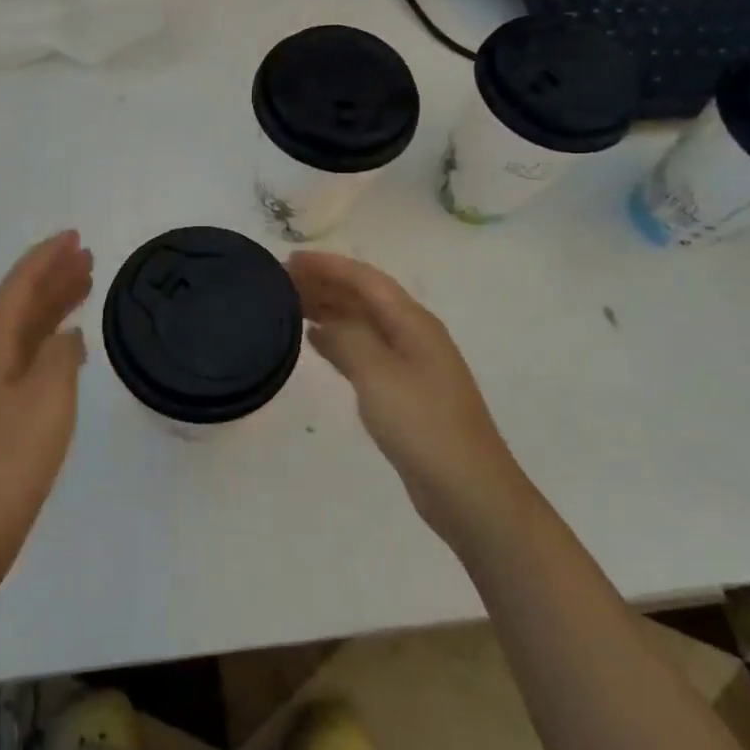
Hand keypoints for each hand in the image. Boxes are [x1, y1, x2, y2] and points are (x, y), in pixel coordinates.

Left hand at [0, 232, 93, 571]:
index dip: (45, 258)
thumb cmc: (14, 457)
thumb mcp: (49, 397)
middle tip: (87, 256)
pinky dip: (49, 340)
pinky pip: (25, 357)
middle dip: (52, 277)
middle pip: (19, 304)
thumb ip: (62, 354)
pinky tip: (70, 345)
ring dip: (52, 305)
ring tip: (85, 286)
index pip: (18, 287)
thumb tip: (66, 336)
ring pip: (23, 331)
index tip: (74, 236)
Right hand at [289, 251, 521, 547]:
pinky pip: (365, 350)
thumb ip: (347, 339)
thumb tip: (322, 322)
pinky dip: (339, 340)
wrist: (467, 489)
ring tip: (291, 303)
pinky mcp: (404, 391)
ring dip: (330, 309)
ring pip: (363, 323)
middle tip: (282, 280)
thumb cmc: (422, 424)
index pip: (365, 279)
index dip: (328, 266)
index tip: (290, 260)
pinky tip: (316, 341)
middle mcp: (413, 334)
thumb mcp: (378, 374)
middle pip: (364, 297)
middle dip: (326, 284)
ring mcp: (411, 363)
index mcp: (413, 321)